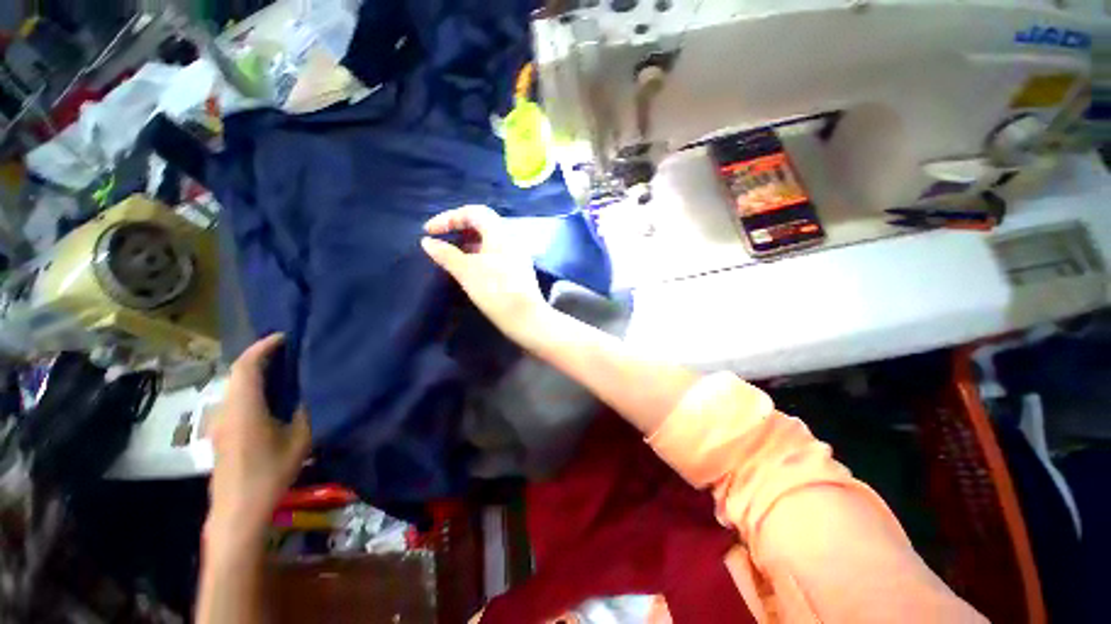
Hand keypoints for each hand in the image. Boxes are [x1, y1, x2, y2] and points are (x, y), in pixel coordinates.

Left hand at [206, 334, 310, 548]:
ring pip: (234, 385)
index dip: (263, 347)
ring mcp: (220, 422)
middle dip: (259, 356)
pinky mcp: (221, 432)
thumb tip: (310, 392)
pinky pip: (235, 399)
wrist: (237, 510)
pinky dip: (250, 387)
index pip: (247, 366)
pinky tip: (269, 396)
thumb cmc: (270, 473)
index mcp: (244, 408)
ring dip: (254, 372)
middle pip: (237, 372)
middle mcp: (226, 409)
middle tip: (287, 350)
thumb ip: (304, 411)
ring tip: (282, 369)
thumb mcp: (299, 440)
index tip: (284, 336)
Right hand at [421, 205, 550, 343]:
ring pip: (489, 241)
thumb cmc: (496, 292)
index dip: (450, 217)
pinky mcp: (518, 270)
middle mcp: (511, 240)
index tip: (430, 231)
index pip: (474, 212)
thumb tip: (427, 242)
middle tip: (441, 241)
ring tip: (451, 256)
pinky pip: (495, 254)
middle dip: (458, 229)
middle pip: (482, 224)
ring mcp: (517, 256)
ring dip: (468, 243)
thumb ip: (446, 255)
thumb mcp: (467, 272)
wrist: (527, 319)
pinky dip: (478, 255)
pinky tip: (470, 269)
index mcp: (500, 234)